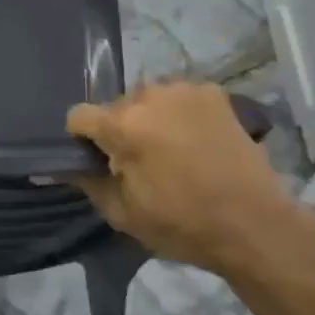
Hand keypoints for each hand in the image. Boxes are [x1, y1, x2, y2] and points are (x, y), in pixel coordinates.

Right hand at [69, 82, 312, 275]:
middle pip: (117, 106)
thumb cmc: (184, 225)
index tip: (99, 161)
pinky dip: (181, 114)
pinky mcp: (212, 91)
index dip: (83, 139)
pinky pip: (180, 97)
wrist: (255, 224)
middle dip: (122, 129)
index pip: (79, 116)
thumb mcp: (125, 214)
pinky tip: (198, 141)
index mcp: (122, 125)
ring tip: (174, 151)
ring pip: (149, 99)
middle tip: (143, 163)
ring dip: (151, 118)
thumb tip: (59, 165)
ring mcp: (183, 89)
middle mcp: (148, 95)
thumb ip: (88, 182)